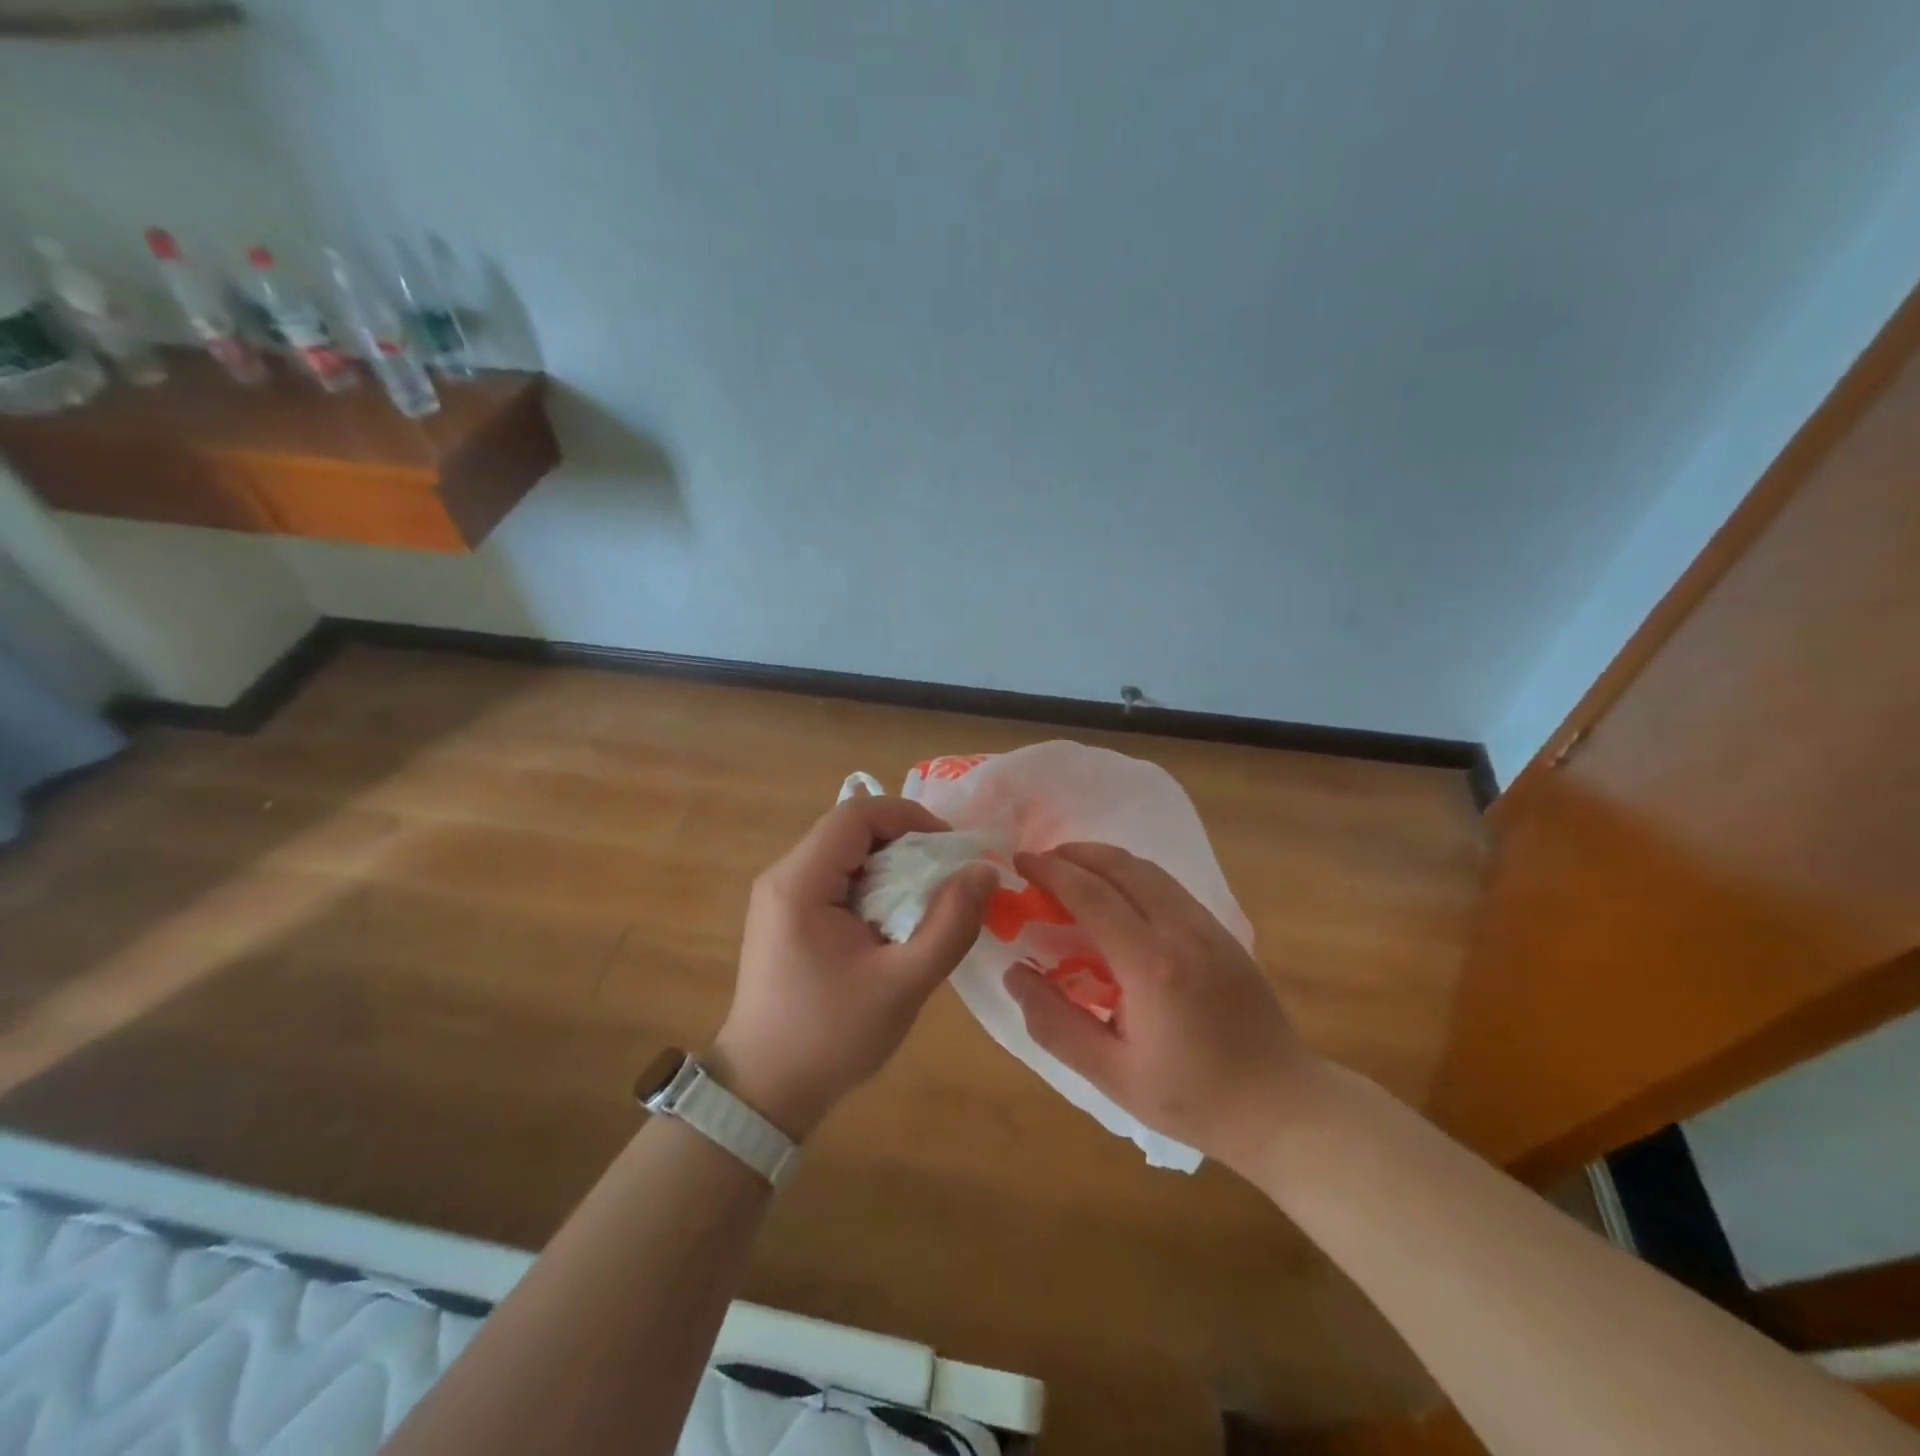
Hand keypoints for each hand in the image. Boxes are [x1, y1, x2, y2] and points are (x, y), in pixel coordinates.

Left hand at [711, 796, 996, 1138]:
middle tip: (948, 878)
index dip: (910, 817)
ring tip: (928, 901)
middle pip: (851, 829)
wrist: (764, 1091)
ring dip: (893, 866)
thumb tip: (984, 871)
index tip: (951, 849)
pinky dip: (874, 887)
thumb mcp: (903, 982)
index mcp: (800, 882)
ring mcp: (781, 896)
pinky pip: (837, 880)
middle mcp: (784, 876)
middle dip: (907, 842)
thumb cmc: (831, 1036)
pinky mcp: (786, 916)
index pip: (858, 813)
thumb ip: (950, 923)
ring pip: (847, 853)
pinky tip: (896, 922)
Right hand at [1005, 842, 1319, 1171]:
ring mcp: (1209, 926)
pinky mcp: (1224, 932)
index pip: (1092, 895)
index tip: (1019, 861)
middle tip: (1040, 861)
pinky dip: (1132, 876)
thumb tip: (1014, 975)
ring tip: (1071, 870)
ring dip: (1105, 860)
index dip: (1051, 871)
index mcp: (1152, 965)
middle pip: (1122, 866)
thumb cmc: (1194, 1099)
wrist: (1283, 1107)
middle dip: (1075, 853)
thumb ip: (1056, 1024)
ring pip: (1149, 870)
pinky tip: (1116, 896)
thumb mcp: (1112, 1075)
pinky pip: (1169, 886)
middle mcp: (1182, 930)